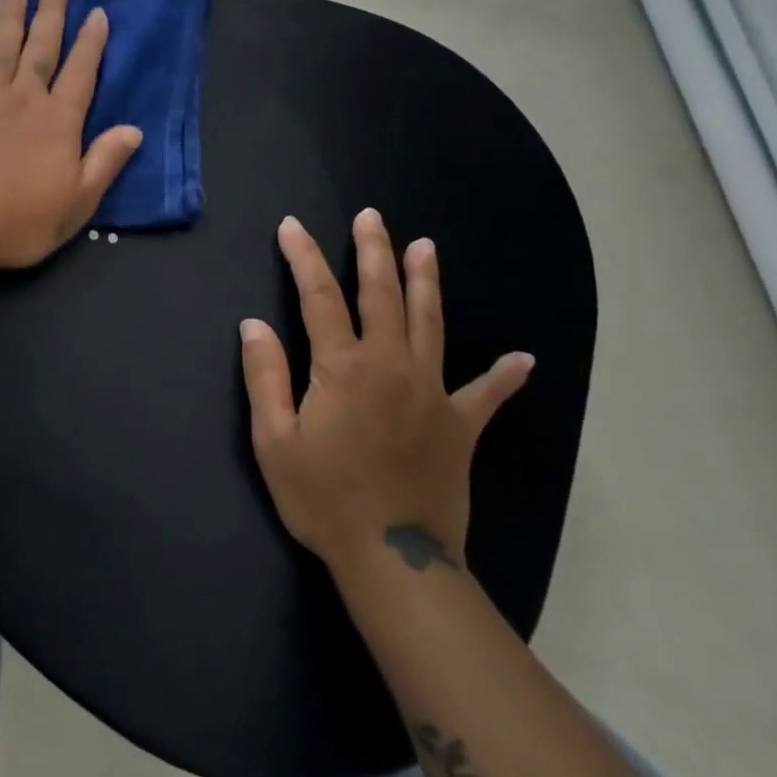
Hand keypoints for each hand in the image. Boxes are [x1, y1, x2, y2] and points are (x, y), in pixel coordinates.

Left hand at [0, 0, 143, 272]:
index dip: (91, 42)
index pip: (81, 72)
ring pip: (2, 46)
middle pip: (41, 47)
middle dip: (51, 12)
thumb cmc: (20, 221)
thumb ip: (105, 162)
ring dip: (11, 15)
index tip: (97, 13)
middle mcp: (24, 98)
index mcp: (58, 121)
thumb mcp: (78, 202)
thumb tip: (134, 130)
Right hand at [239, 211, 533, 574]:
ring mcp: (432, 392)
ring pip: (430, 323)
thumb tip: (254, 324)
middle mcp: (390, 365)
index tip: (292, 226)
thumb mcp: (274, 440)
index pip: (319, 296)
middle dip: (373, 251)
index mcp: (343, 366)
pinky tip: (523, 360)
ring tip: (425, 246)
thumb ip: (264, 376)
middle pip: (381, 294)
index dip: (303, 257)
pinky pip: (486, 395)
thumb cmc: (325, 498)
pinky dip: (503, 376)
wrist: (395, 561)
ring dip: (425, 281)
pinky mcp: (461, 426)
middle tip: (371, 216)